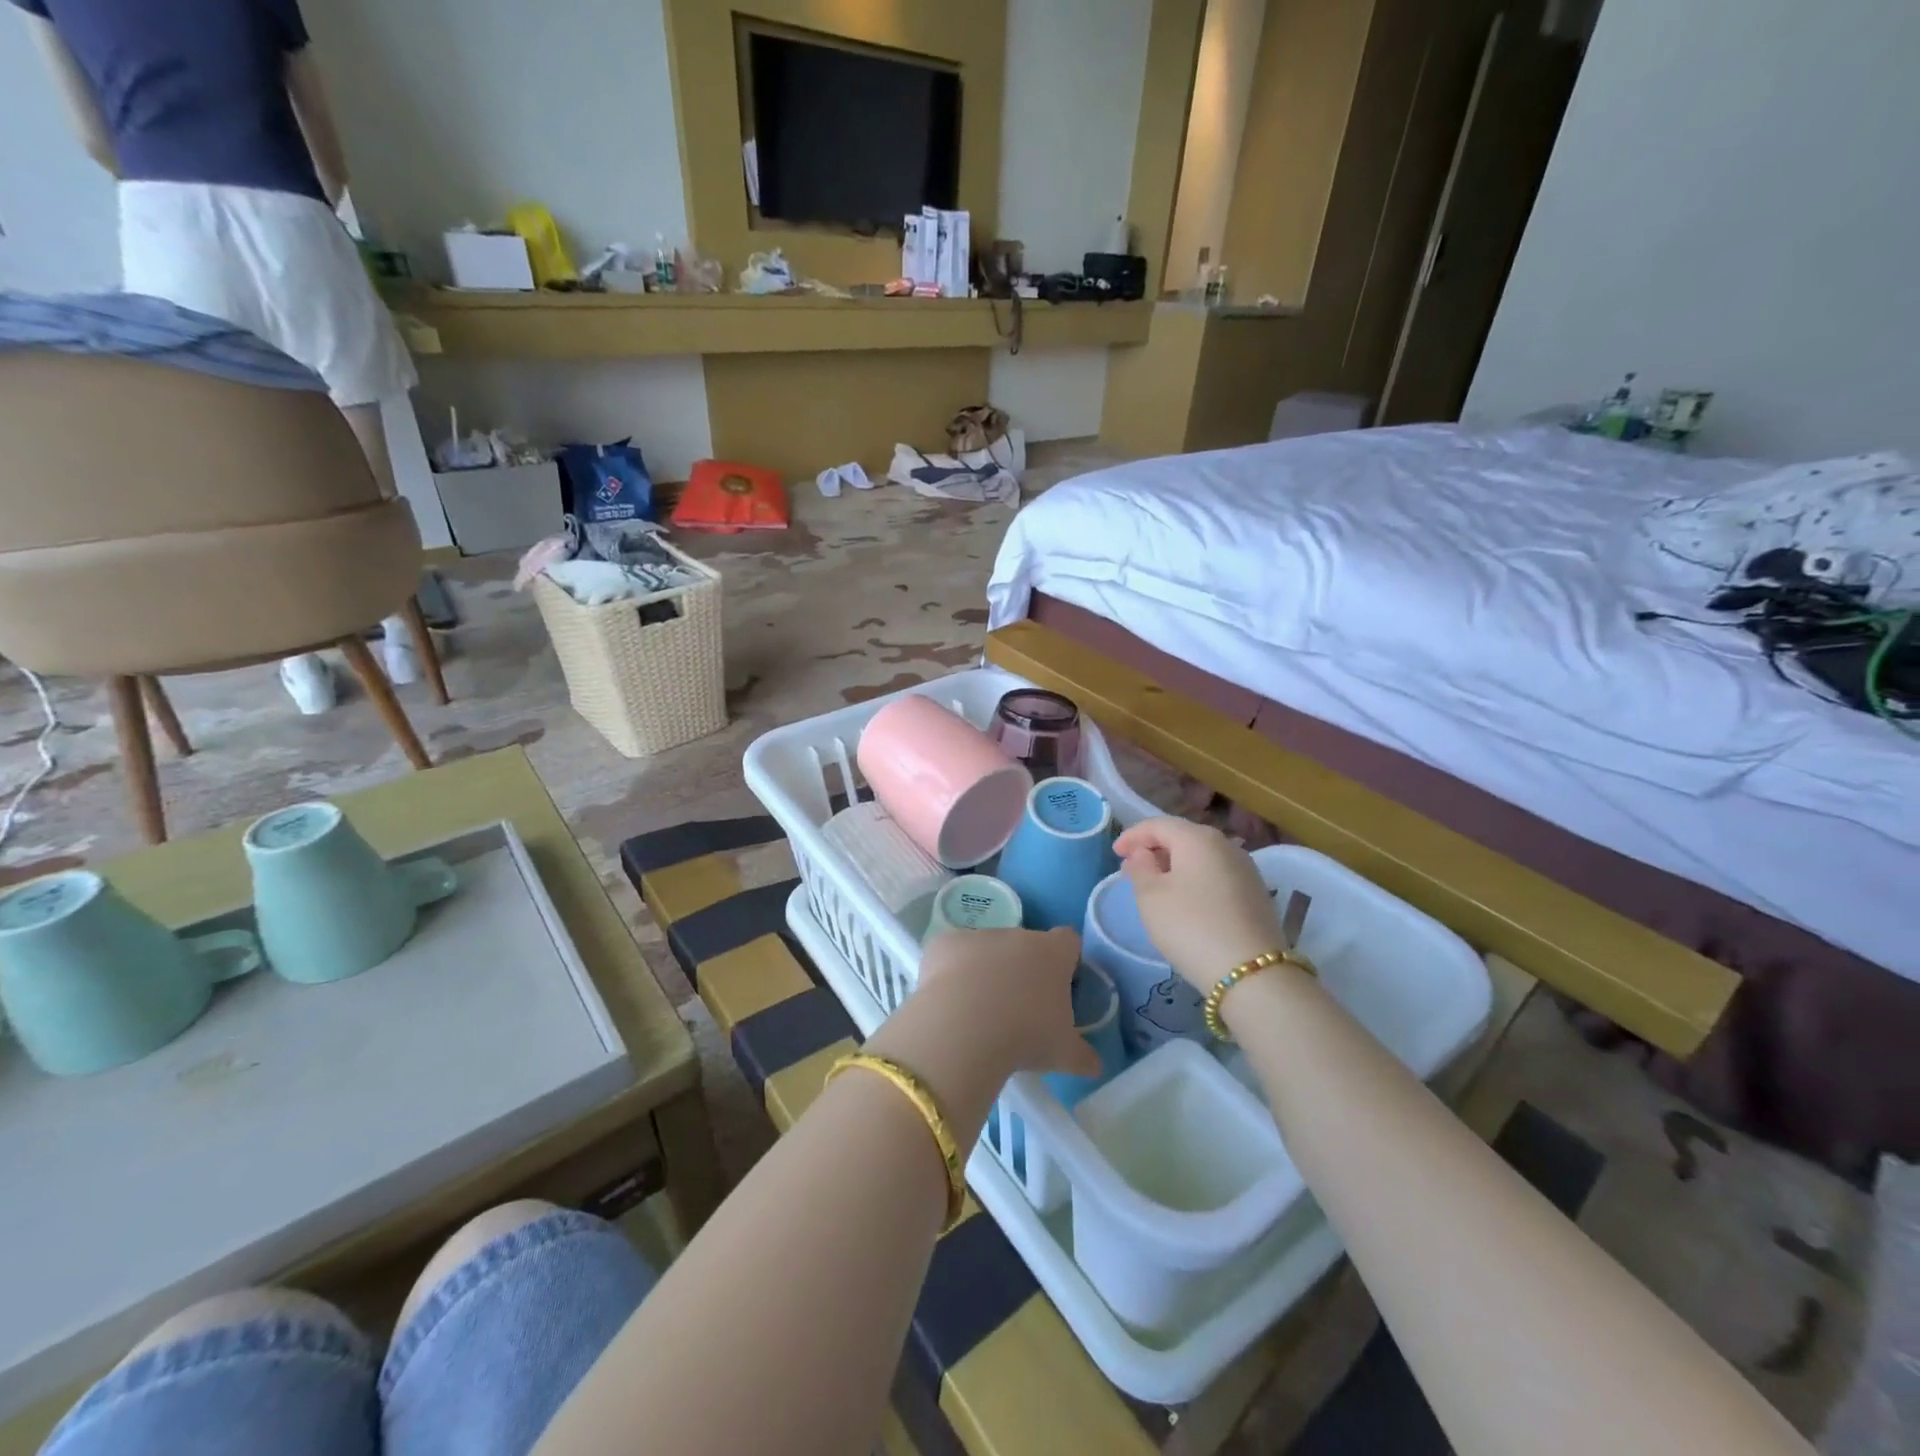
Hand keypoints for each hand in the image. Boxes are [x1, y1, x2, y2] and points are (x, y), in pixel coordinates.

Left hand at [913, 927, 1101, 1080]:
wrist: (963, 1027)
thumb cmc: (1026, 1036)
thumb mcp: (1064, 1054)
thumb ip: (1083, 1056)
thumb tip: (1095, 1065)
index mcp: (1052, 953)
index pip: (1068, 941)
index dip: (1067, 961)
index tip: (1062, 987)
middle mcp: (1017, 935)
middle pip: (1026, 945)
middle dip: (1024, 969)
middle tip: (1020, 1008)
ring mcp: (978, 935)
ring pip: (987, 949)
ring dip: (986, 971)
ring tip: (979, 1012)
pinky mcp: (944, 943)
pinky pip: (952, 955)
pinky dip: (952, 972)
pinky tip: (949, 1002)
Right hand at [1112, 817, 1285, 990]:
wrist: (1251, 972)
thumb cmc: (1190, 925)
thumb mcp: (1151, 897)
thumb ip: (1141, 868)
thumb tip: (1143, 853)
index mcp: (1198, 838)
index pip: (1157, 825)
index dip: (1132, 836)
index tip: (1114, 853)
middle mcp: (1226, 845)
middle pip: (1182, 837)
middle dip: (1154, 850)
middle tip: (1132, 869)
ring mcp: (1246, 869)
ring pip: (1201, 857)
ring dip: (1175, 865)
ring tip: (1156, 886)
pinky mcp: (1256, 893)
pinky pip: (1216, 875)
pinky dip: (1195, 880)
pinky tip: (1185, 900)